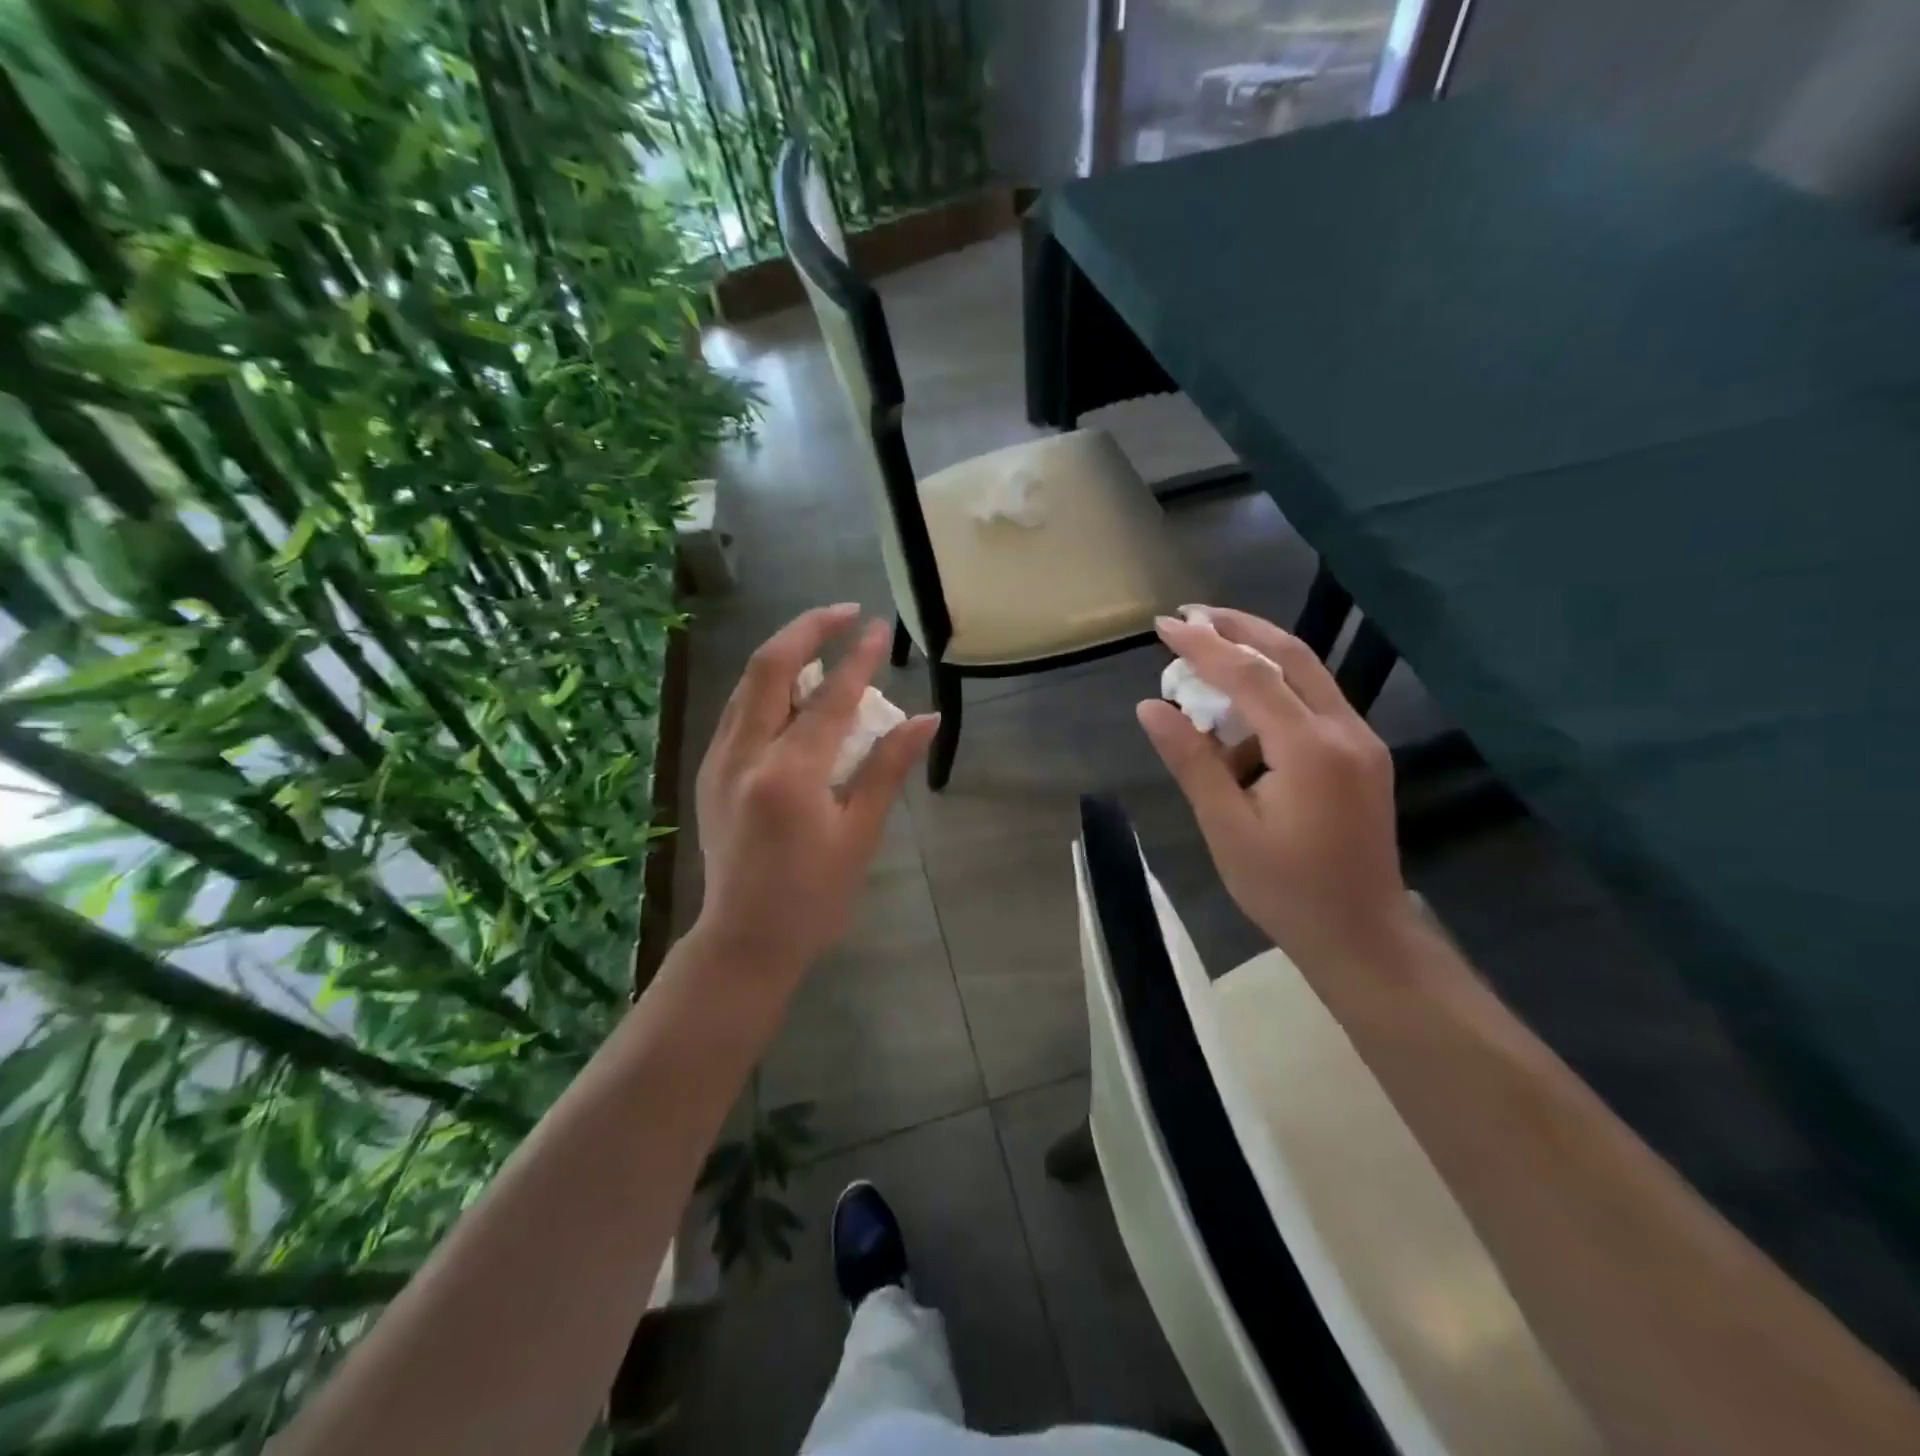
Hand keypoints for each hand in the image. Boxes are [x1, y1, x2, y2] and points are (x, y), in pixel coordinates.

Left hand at [691, 605, 938, 978]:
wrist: (744, 939)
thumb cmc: (814, 897)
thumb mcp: (860, 835)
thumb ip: (888, 768)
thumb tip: (926, 719)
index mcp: (789, 774)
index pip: (831, 698)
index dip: (859, 658)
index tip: (880, 628)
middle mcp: (745, 754)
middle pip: (770, 666)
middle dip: (808, 628)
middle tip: (844, 612)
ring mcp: (720, 760)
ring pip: (748, 682)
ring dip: (785, 652)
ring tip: (823, 642)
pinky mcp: (711, 770)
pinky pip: (739, 708)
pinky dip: (767, 685)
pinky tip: (794, 690)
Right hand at [1138, 607, 1410, 968]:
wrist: (1361, 935)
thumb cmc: (1285, 889)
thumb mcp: (1226, 826)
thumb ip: (1192, 760)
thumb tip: (1151, 707)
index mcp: (1310, 749)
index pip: (1251, 676)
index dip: (1204, 646)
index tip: (1163, 625)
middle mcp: (1345, 730)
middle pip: (1291, 655)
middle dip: (1238, 627)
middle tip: (1189, 614)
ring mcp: (1360, 740)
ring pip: (1307, 673)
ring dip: (1257, 652)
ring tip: (1206, 650)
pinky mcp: (1362, 754)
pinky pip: (1314, 701)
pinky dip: (1274, 687)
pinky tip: (1240, 706)